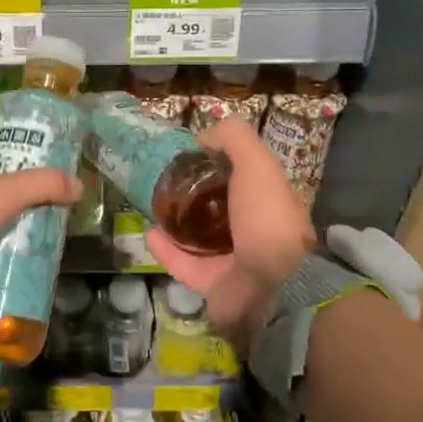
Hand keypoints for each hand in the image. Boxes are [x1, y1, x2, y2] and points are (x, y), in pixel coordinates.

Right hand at [146, 117, 313, 346]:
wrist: (273, 284)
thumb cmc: (266, 217)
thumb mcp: (256, 163)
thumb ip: (233, 139)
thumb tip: (203, 136)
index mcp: (267, 203)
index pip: (241, 180)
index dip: (217, 166)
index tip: (189, 156)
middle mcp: (252, 232)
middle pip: (217, 210)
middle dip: (192, 196)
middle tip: (164, 182)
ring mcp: (232, 262)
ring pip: (197, 239)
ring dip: (175, 223)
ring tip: (152, 206)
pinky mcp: (212, 285)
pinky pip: (183, 264)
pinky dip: (165, 250)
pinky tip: (149, 232)